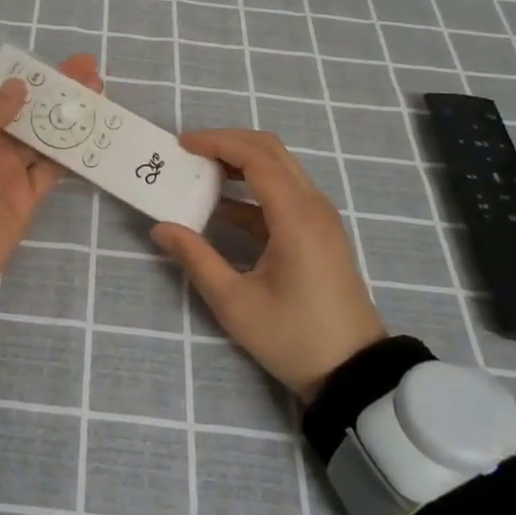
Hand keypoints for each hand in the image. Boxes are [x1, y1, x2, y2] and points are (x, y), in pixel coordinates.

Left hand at [0, 53, 103, 303]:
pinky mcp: (27, 196)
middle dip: (55, 91)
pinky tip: (96, 133)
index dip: (21, 77)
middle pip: (25, 111)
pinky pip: (53, 168)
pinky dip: (73, 153)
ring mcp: (8, 170)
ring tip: (99, 93)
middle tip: (89, 69)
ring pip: (44, 136)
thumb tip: (18, 84)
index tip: (50, 64)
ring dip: (69, 116)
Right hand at [151, 129, 385, 402]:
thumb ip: (196, 258)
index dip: (217, 142)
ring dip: (239, 161)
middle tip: (188, 153)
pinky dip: (252, 186)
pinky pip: (285, 190)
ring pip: (279, 166)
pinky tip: (221, 206)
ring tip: (199, 172)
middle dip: (226, 143)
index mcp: (296, 217)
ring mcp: (320, 216)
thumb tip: (160, 228)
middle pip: (270, 150)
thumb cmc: (294, 338)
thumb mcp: (235, 303)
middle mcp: (313, 205)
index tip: (182, 145)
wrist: (354, 372)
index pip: (256, 156)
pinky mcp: (319, 230)